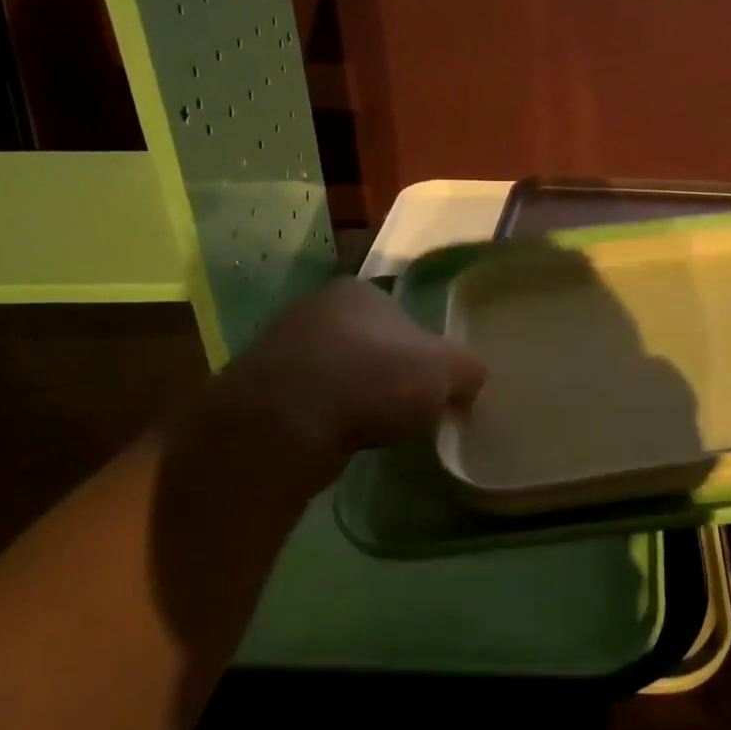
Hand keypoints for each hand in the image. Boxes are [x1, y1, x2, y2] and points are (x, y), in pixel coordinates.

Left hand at [216, 277, 486, 455]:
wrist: (284, 425)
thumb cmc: (373, 380)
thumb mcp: (448, 370)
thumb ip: (469, 369)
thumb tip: (469, 382)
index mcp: (360, 291)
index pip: (405, 316)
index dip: (425, 352)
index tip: (434, 385)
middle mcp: (317, 308)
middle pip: (372, 344)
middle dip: (390, 374)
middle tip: (410, 408)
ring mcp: (282, 348)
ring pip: (341, 374)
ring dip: (358, 398)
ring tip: (376, 428)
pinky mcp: (261, 390)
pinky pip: (313, 402)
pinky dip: (330, 418)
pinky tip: (342, 438)